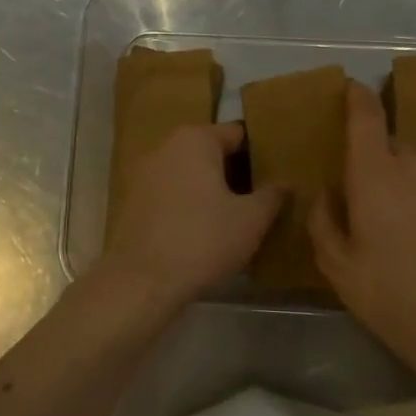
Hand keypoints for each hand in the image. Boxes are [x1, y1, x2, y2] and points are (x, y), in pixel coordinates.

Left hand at [102, 123, 284, 305]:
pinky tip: (198, 232)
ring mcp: (142, 174)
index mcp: (195, 139)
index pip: (236, 133)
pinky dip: (184, 205)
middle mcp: (165, 147)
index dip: (258, 154)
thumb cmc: (203, 240)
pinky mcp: (130, 202)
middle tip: (255, 199)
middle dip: (231, 172)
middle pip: (209, 152)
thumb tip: (285, 184)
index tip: (272, 176)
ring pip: (187, 174)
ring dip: (207, 190)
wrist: (141, 282)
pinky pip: (168, 195)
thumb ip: (271, 196)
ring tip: (230, 218)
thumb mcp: (251, 220)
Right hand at [308, 81, 415, 370]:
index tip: (347, 87)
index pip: (365, 115)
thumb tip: (325, 196)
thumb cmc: (393, 294)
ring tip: (379, 219)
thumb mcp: (339, 266)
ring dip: (393, 179)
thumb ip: (324, 222)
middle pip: (386, 142)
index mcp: (376, 171)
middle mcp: (413, 164)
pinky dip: (413, 195)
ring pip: (409, 164)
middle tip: (351, 187)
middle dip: (368, 156)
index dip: (355, 96)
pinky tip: (407, 233)